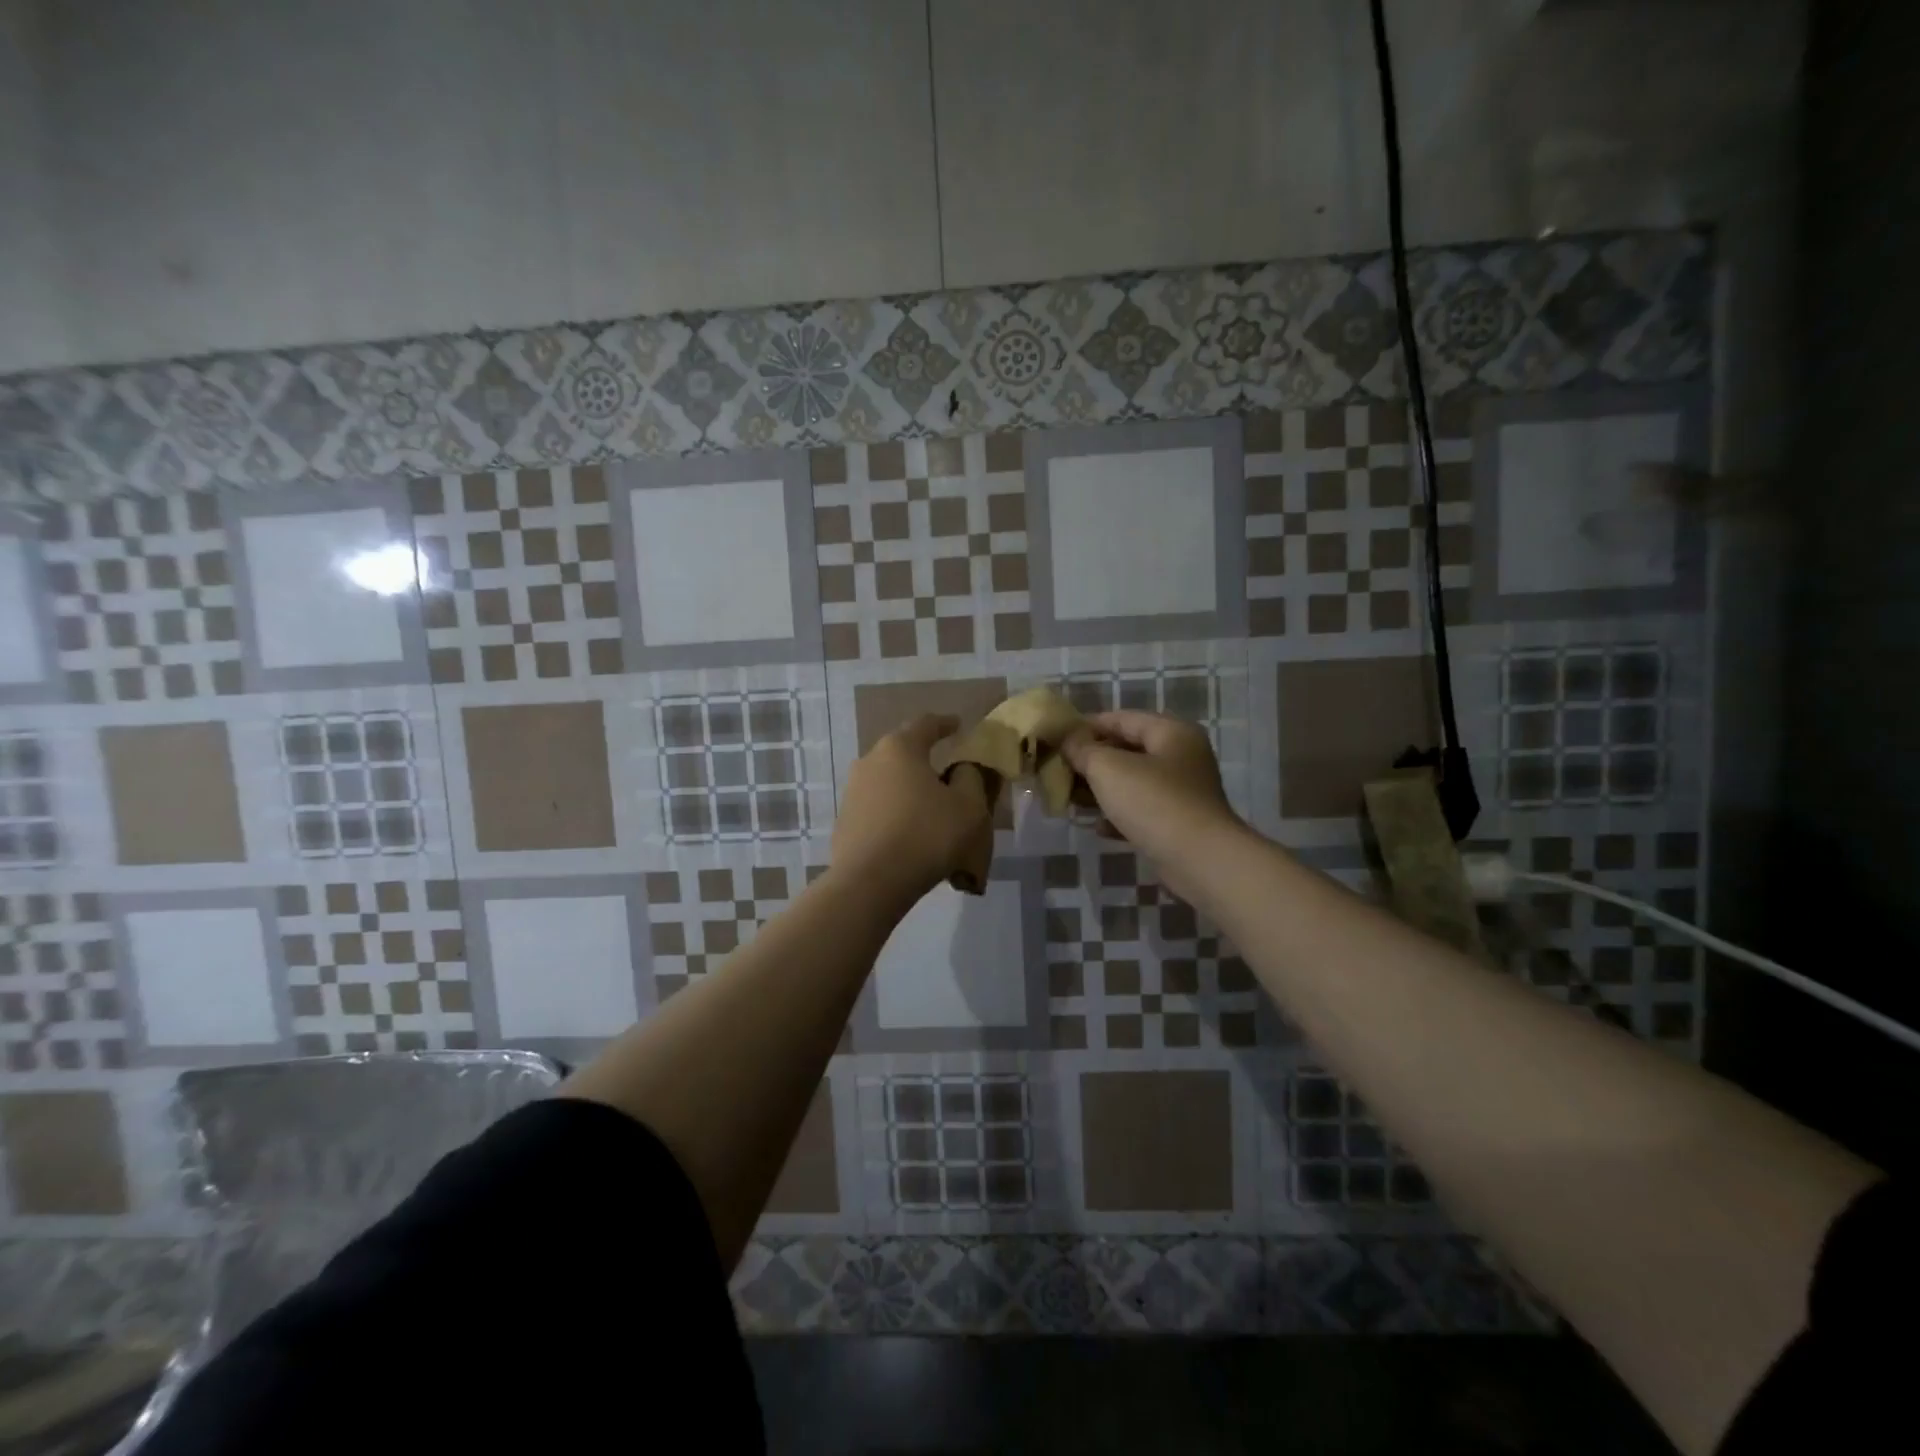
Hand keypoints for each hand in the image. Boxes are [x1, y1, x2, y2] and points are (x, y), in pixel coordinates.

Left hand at [831, 714, 989, 907]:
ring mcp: (852, 792)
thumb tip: (962, 769)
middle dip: (925, 760)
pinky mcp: (844, 822)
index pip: (925, 724)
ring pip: (888, 782)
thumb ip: (970, 779)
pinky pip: (877, 809)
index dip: (945, 724)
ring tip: (930, 810)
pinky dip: (895, 814)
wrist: (871, 883)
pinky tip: (909, 835)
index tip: (958, 725)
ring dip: (908, 790)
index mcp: (900, 748)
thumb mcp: (968, 807)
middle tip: (947, 773)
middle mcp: (870, 762)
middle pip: (902, 752)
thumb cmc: (927, 835)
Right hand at [1062, 710, 1243, 889]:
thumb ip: (1083, 749)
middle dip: (1090, 760)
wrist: (1199, 860)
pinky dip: (1117, 814)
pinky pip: (1140, 810)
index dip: (1086, 725)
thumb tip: (1067, 739)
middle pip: (1126, 750)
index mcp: (1171, 732)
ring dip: (1100, 789)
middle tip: (1058, 771)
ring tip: (1069, 798)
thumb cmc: (1153, 802)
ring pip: (1131, 782)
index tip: (1056, 737)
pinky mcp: (1177, 823)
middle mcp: (1181, 756)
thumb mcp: (1108, 768)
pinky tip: (1094, 826)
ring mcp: (1181, 792)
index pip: (1121, 718)